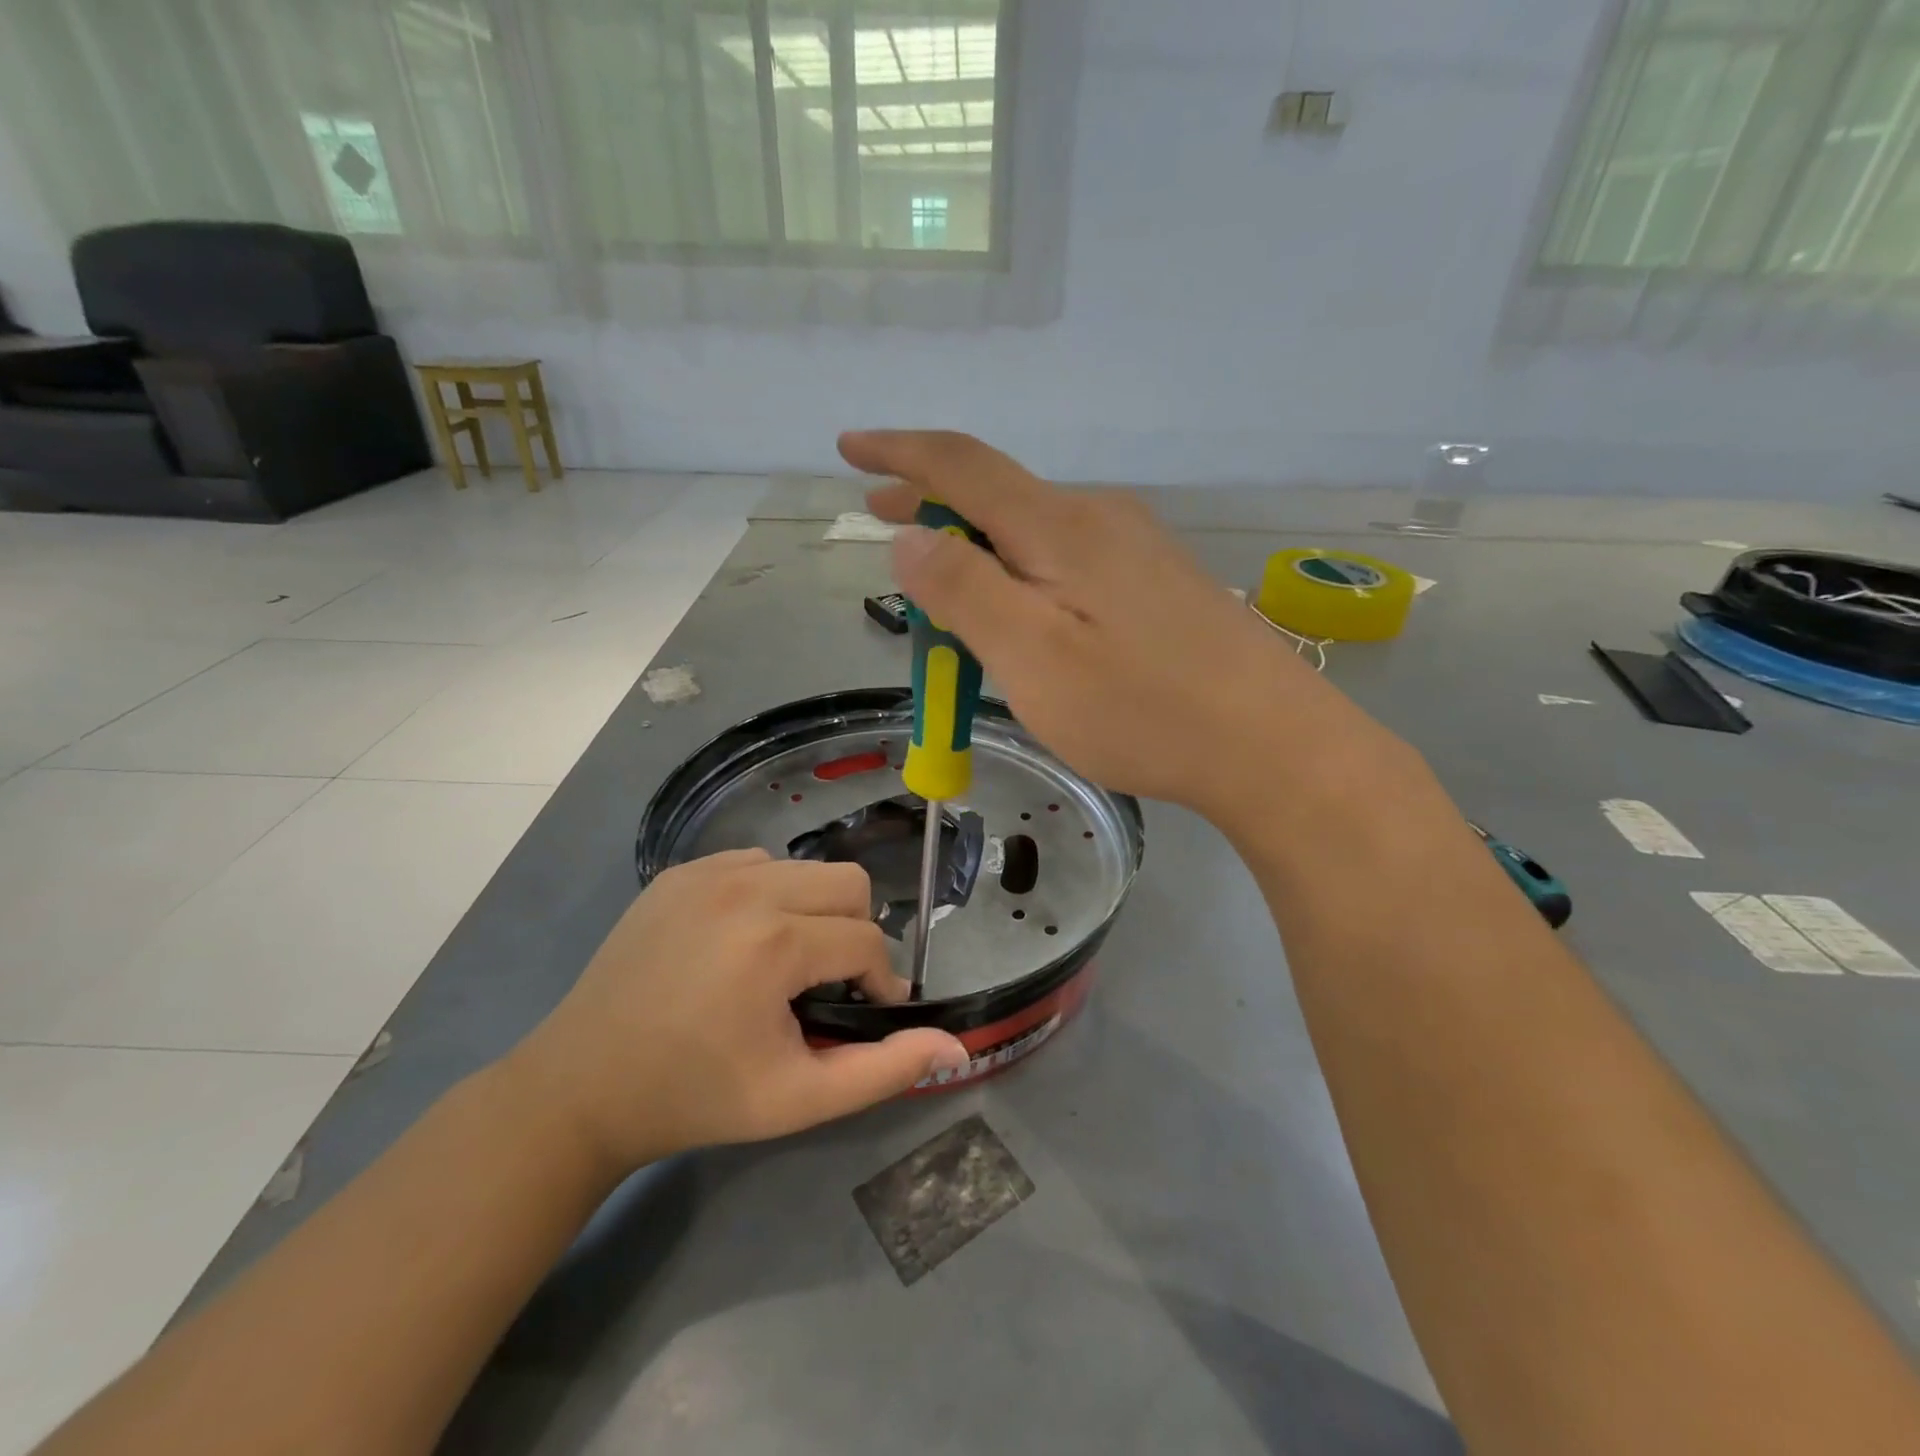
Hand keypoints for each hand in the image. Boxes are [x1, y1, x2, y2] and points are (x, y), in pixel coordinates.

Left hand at [509, 850, 968, 1176]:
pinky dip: (771, 897)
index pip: (866, 942)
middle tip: (826, 984)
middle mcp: (745, 888)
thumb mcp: (797, 1099)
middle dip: (854, 934)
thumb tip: (955, 1045)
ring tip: (783, 964)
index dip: (880, 982)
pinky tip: (742, 943)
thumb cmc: (696, 1097)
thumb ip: (883, 1070)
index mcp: (773, 943)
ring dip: (814, 912)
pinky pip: (757, 864)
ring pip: (806, 869)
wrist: (581, 1087)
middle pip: (849, 884)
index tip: (861, 1013)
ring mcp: (707, 871)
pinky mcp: (680, 871)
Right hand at [841, 430, 1359, 822]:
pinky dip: (1019, 572)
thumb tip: (910, 537)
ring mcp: (1136, 551)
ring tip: (937, 574)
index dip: (900, 453)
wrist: (1271, 744)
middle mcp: (1100, 519)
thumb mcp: (1032, 655)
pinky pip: (1067, 562)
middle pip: (998, 495)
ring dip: (976, 544)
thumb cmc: (1141, 707)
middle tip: (880, 515)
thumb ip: (965, 590)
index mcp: (1060, 527)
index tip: (850, 446)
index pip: (962, 465)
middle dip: (931, 502)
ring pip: (1033, 533)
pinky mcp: (1157, 586)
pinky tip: (1016, 608)